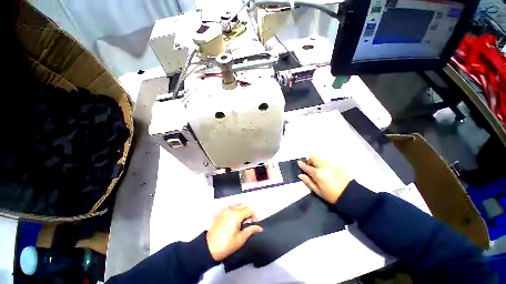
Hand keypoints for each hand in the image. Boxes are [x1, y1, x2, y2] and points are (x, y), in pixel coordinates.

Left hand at [206, 204, 262, 260]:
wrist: (208, 248)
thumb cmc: (226, 245)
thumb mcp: (240, 239)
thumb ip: (251, 230)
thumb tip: (260, 228)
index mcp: (236, 215)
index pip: (250, 209)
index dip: (254, 216)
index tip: (253, 224)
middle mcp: (230, 209)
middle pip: (244, 205)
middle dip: (248, 212)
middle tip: (247, 223)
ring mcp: (224, 209)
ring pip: (237, 205)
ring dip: (241, 210)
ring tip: (240, 222)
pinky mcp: (220, 212)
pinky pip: (230, 207)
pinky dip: (235, 211)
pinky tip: (233, 221)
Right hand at [297, 156, 351, 203]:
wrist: (350, 195)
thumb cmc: (331, 195)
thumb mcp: (318, 191)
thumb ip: (308, 182)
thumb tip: (300, 175)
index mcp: (318, 174)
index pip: (307, 166)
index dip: (302, 164)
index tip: (299, 163)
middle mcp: (323, 166)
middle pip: (313, 157)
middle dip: (310, 161)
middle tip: (311, 168)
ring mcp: (331, 164)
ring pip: (320, 157)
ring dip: (317, 161)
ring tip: (319, 168)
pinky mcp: (337, 164)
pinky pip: (327, 160)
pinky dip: (324, 162)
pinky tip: (326, 169)